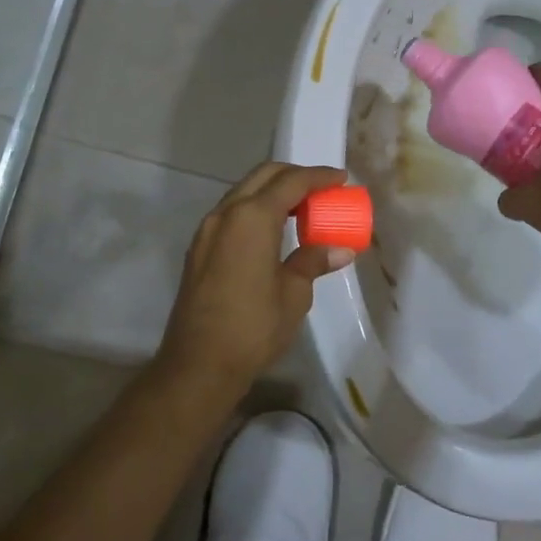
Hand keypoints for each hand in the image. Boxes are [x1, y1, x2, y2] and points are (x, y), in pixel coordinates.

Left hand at [156, 161, 354, 392]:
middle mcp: (226, 213)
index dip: (319, 176)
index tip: (341, 178)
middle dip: (294, 175)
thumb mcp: (294, 294)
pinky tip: (273, 230)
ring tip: (301, 208)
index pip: (291, 182)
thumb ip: (313, 261)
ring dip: (273, 191)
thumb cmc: (253, 327)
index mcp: (252, 217)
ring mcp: (208, 229)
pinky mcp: (199, 248)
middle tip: (322, 189)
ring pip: (244, 192)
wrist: (198, 364)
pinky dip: (256, 209)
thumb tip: (340, 249)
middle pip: (263, 176)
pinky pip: (232, 212)